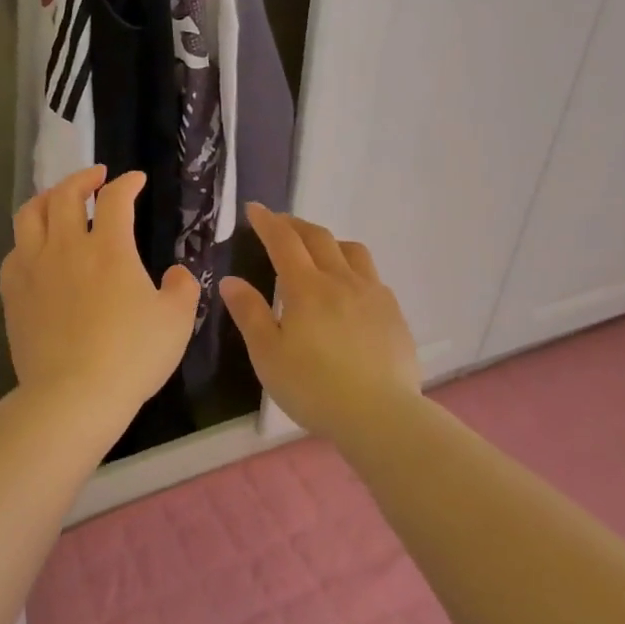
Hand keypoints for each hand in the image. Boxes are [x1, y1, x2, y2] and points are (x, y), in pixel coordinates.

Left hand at [0, 166, 199, 419]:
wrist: (73, 395)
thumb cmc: (131, 356)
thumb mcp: (176, 322)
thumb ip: (181, 289)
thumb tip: (176, 273)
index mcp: (108, 248)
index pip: (115, 199)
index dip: (128, 183)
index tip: (136, 180)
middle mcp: (65, 247)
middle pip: (65, 194)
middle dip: (82, 178)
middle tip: (96, 177)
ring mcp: (33, 269)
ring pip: (30, 215)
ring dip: (46, 198)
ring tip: (58, 200)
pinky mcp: (12, 294)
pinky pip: (13, 252)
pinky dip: (26, 240)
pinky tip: (35, 249)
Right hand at [220, 204, 420, 443]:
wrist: (379, 414)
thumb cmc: (313, 387)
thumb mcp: (267, 354)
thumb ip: (249, 313)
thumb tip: (231, 281)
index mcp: (306, 288)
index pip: (284, 242)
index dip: (267, 222)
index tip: (254, 209)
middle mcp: (341, 281)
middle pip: (319, 238)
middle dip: (295, 225)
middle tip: (279, 224)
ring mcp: (373, 294)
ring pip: (352, 251)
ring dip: (329, 242)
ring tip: (317, 251)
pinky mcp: (393, 313)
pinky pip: (371, 276)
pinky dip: (352, 268)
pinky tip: (349, 289)